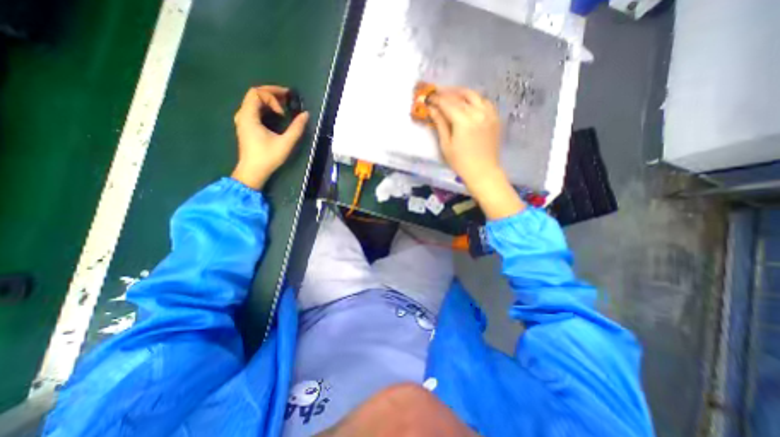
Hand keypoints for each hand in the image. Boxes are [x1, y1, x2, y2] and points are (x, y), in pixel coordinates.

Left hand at [229, 86, 308, 188]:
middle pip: (255, 95)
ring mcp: (243, 120)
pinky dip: (266, 108)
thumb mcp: (285, 143)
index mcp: (248, 116)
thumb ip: (296, 128)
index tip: (283, 112)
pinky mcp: (246, 127)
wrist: (253, 172)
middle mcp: (243, 114)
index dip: (272, 97)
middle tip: (288, 98)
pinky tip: (277, 115)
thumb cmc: (268, 157)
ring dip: (270, 101)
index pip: (256, 93)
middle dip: (272, 94)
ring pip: (254, 102)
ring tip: (285, 106)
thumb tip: (306, 115)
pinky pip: (255, 110)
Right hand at [426, 87, 522, 219]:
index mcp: (464, 121)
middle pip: (460, 96)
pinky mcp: (495, 118)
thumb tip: (432, 110)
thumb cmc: (460, 162)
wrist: (483, 171)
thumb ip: (440, 124)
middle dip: (447, 93)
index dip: (437, 99)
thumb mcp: (446, 145)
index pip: (448, 103)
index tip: (428, 98)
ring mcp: (489, 114)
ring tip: (451, 94)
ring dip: (461, 93)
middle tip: (437, 93)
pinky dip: (474, 99)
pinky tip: (467, 102)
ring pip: (474, 95)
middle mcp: (478, 113)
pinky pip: (484, 101)